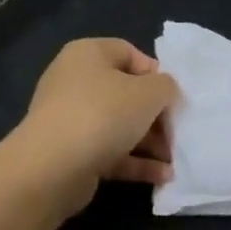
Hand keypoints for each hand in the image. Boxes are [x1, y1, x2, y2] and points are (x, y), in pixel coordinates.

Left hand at [5, 38, 177, 211]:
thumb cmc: (104, 114)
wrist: (53, 167)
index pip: (129, 53)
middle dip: (156, 115)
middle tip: (178, 132)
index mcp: (88, 54)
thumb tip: (165, 92)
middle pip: (126, 93)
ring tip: (176, 159)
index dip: (156, 73)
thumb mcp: (149, 93)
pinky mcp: (72, 153)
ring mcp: (71, 119)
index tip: (174, 97)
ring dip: (150, 142)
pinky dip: (136, 162)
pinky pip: (110, 152)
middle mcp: (75, 81)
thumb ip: (166, 87)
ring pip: (119, 126)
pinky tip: (163, 176)